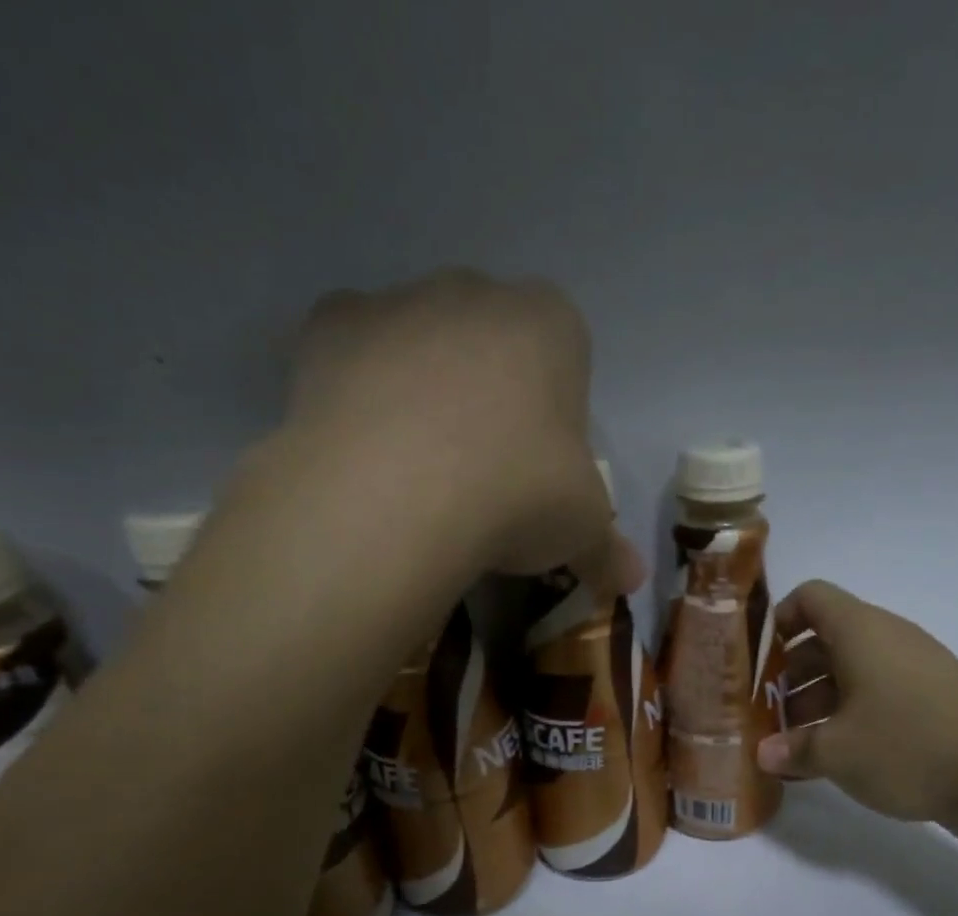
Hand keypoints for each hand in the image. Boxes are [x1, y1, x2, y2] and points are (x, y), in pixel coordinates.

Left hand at [286, 269, 641, 594]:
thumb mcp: (582, 531)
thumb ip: (607, 548)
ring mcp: (396, 302)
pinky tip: (368, 454)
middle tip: (485, 473)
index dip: (558, 418)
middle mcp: (475, 292)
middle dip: (492, 396)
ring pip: (422, 346)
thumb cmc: (518, 495)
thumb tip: (631, 581)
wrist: (397, 497)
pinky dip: (363, 396)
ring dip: (426, 393)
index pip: (568, 359)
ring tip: (420, 474)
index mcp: (551, 324)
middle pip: (492, 344)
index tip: (544, 470)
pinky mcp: (327, 326)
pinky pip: (356, 358)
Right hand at [755, 581, 957, 848]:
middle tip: (765, 715)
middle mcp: (886, 641)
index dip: (778, 620)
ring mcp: (912, 671)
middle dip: (790, 676)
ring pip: (850, 675)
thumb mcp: (837, 752)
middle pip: (825, 641)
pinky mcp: (930, 703)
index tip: (757, 662)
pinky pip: (876, 699)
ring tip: (790, 746)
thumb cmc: (907, 746)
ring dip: (816, 704)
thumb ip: (792, 749)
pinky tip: (829, 760)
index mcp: (860, 631)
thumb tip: (763, 753)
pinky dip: (848, 721)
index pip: (811, 597)